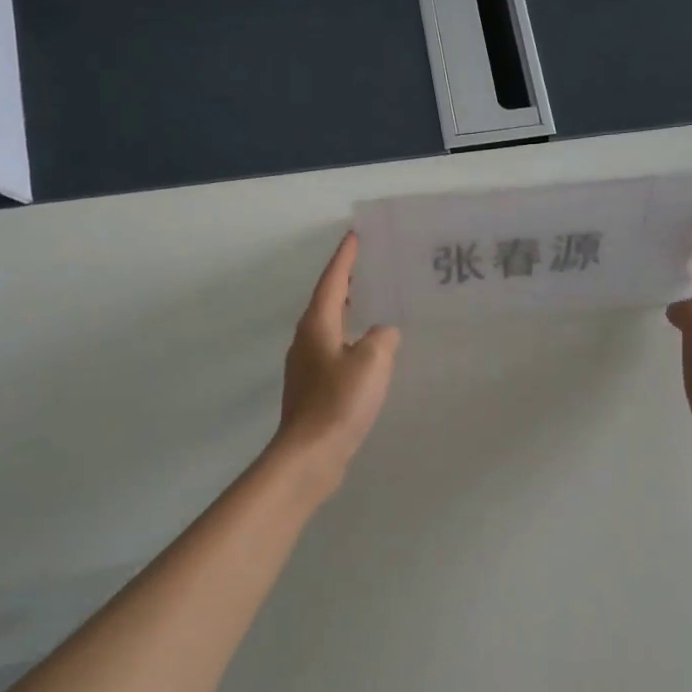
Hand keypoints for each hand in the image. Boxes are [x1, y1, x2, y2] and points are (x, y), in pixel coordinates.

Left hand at [274, 232, 401, 480]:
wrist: (310, 454)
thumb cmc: (339, 402)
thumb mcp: (372, 362)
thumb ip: (382, 338)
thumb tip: (383, 332)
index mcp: (317, 325)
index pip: (333, 280)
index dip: (345, 258)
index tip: (356, 236)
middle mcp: (307, 339)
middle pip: (329, 300)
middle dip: (349, 282)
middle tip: (373, 266)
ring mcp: (307, 365)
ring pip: (332, 326)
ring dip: (351, 312)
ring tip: (377, 304)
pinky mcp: (314, 388)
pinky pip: (336, 351)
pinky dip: (352, 340)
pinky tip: (370, 351)